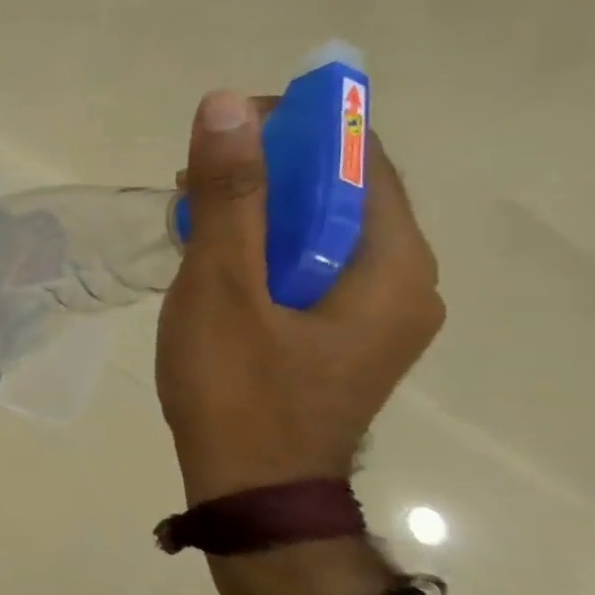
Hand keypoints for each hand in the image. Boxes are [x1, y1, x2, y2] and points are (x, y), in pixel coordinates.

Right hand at [155, 90, 444, 505]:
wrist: (250, 490)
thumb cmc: (237, 386)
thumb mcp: (223, 283)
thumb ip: (231, 194)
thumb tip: (228, 104)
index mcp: (393, 265)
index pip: (360, 159)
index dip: (297, 126)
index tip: (224, 128)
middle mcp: (403, 283)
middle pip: (340, 193)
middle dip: (267, 170)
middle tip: (194, 176)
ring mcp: (374, 315)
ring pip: (318, 230)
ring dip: (259, 209)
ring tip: (191, 214)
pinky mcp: (340, 336)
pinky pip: (307, 266)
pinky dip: (262, 248)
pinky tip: (211, 258)